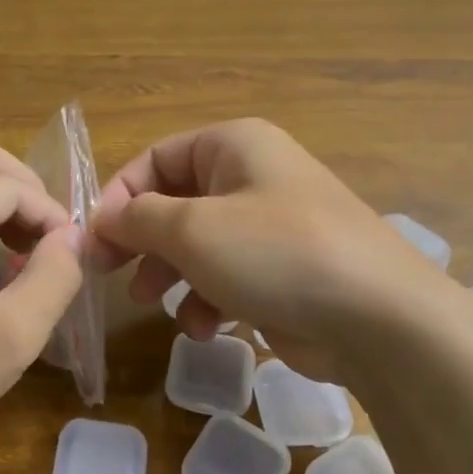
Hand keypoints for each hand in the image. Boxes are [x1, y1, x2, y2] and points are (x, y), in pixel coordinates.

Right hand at [93, 118, 462, 380]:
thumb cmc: (275, 253)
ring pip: (197, 244)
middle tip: (111, 274)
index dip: (118, 197)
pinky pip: (228, 276)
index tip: (93, 241)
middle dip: (141, 241)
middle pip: (174, 202)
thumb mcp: (192, 229)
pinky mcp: (283, 271)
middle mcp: (252, 177)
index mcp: (234, 146)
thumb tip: (102, 218)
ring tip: (154, 303)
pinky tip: (206, 327)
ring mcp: (271, 226)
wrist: (379, 319)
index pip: (155, 159)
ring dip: (170, 275)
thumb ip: (138, 218)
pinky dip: (208, 299)